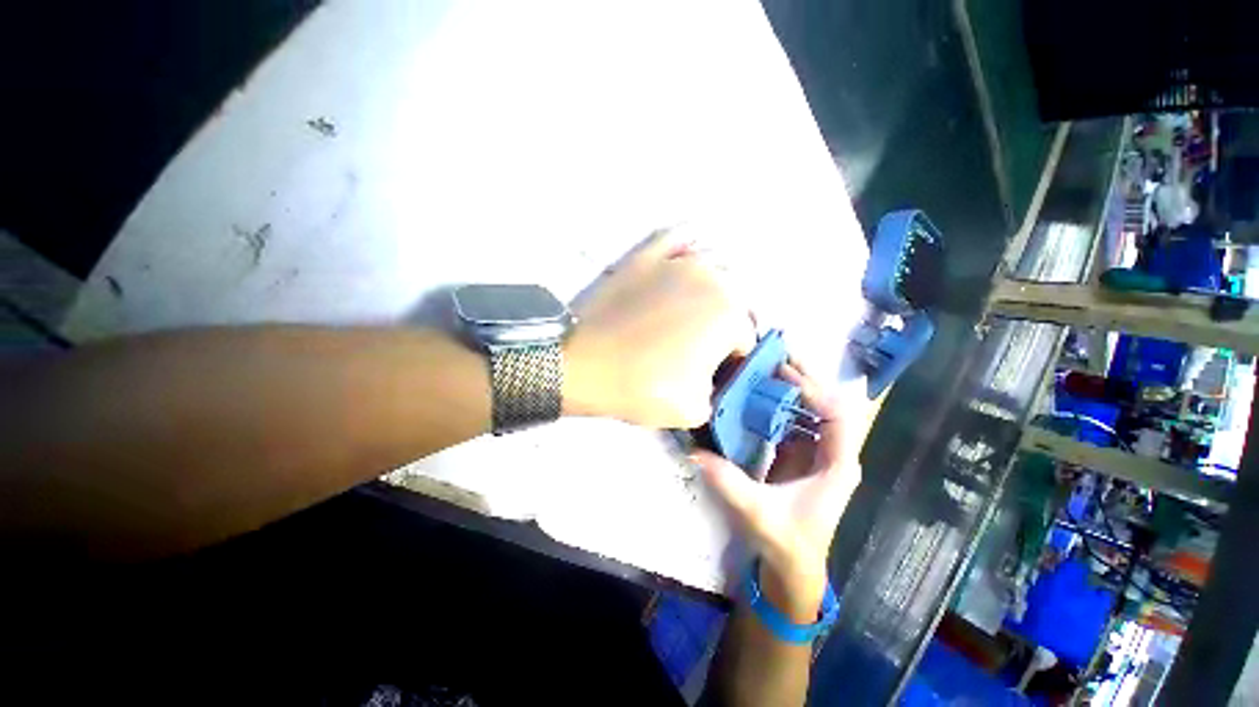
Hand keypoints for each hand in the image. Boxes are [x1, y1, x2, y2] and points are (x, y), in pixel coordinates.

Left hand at [564, 229, 754, 427]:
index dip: (733, 362)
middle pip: (734, 301)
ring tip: (694, 310)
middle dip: (727, 324)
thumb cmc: (643, 387)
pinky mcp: (646, 256)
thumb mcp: (695, 409)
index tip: (715, 374)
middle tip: (704, 345)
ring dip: (712, 288)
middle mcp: (711, 278)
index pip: (746, 340)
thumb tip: (713, 379)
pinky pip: (676, 240)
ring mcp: (676, 261)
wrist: (584, 365)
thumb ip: (718, 392)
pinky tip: (680, 264)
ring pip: (712, 267)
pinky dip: (685, 249)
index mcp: (729, 314)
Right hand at [691, 363, 862, 619]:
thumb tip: (695, 452)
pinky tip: (762, 390)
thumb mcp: (756, 512)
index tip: (783, 375)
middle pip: (828, 404)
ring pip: (813, 408)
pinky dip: (782, 400)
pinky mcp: (801, 452)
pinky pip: (795, 418)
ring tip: (769, 365)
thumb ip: (728, 482)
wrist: (792, 564)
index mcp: (837, 466)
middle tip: (777, 356)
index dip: (814, 392)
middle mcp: (833, 452)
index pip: (838, 417)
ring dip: (794, 385)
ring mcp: (817, 451)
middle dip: (806, 378)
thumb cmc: (784, 540)